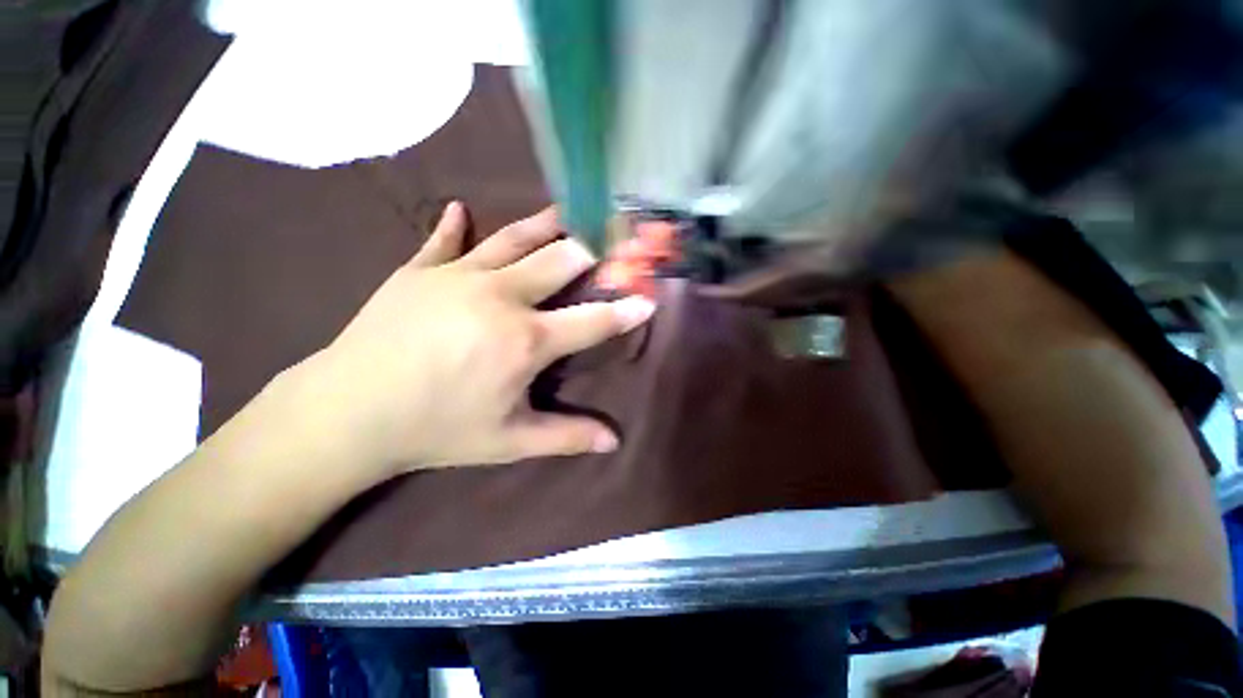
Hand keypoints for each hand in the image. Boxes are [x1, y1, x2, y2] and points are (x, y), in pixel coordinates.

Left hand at [282, 202, 654, 481]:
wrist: (348, 413)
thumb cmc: (437, 429)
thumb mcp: (509, 440)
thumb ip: (566, 436)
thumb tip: (614, 442)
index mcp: (526, 340)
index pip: (593, 320)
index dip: (625, 310)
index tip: (648, 298)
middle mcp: (501, 297)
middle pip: (561, 260)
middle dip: (591, 251)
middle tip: (609, 241)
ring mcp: (458, 275)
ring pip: (514, 238)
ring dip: (545, 224)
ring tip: (566, 210)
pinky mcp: (419, 269)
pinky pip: (443, 238)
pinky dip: (453, 225)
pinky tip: (459, 209)